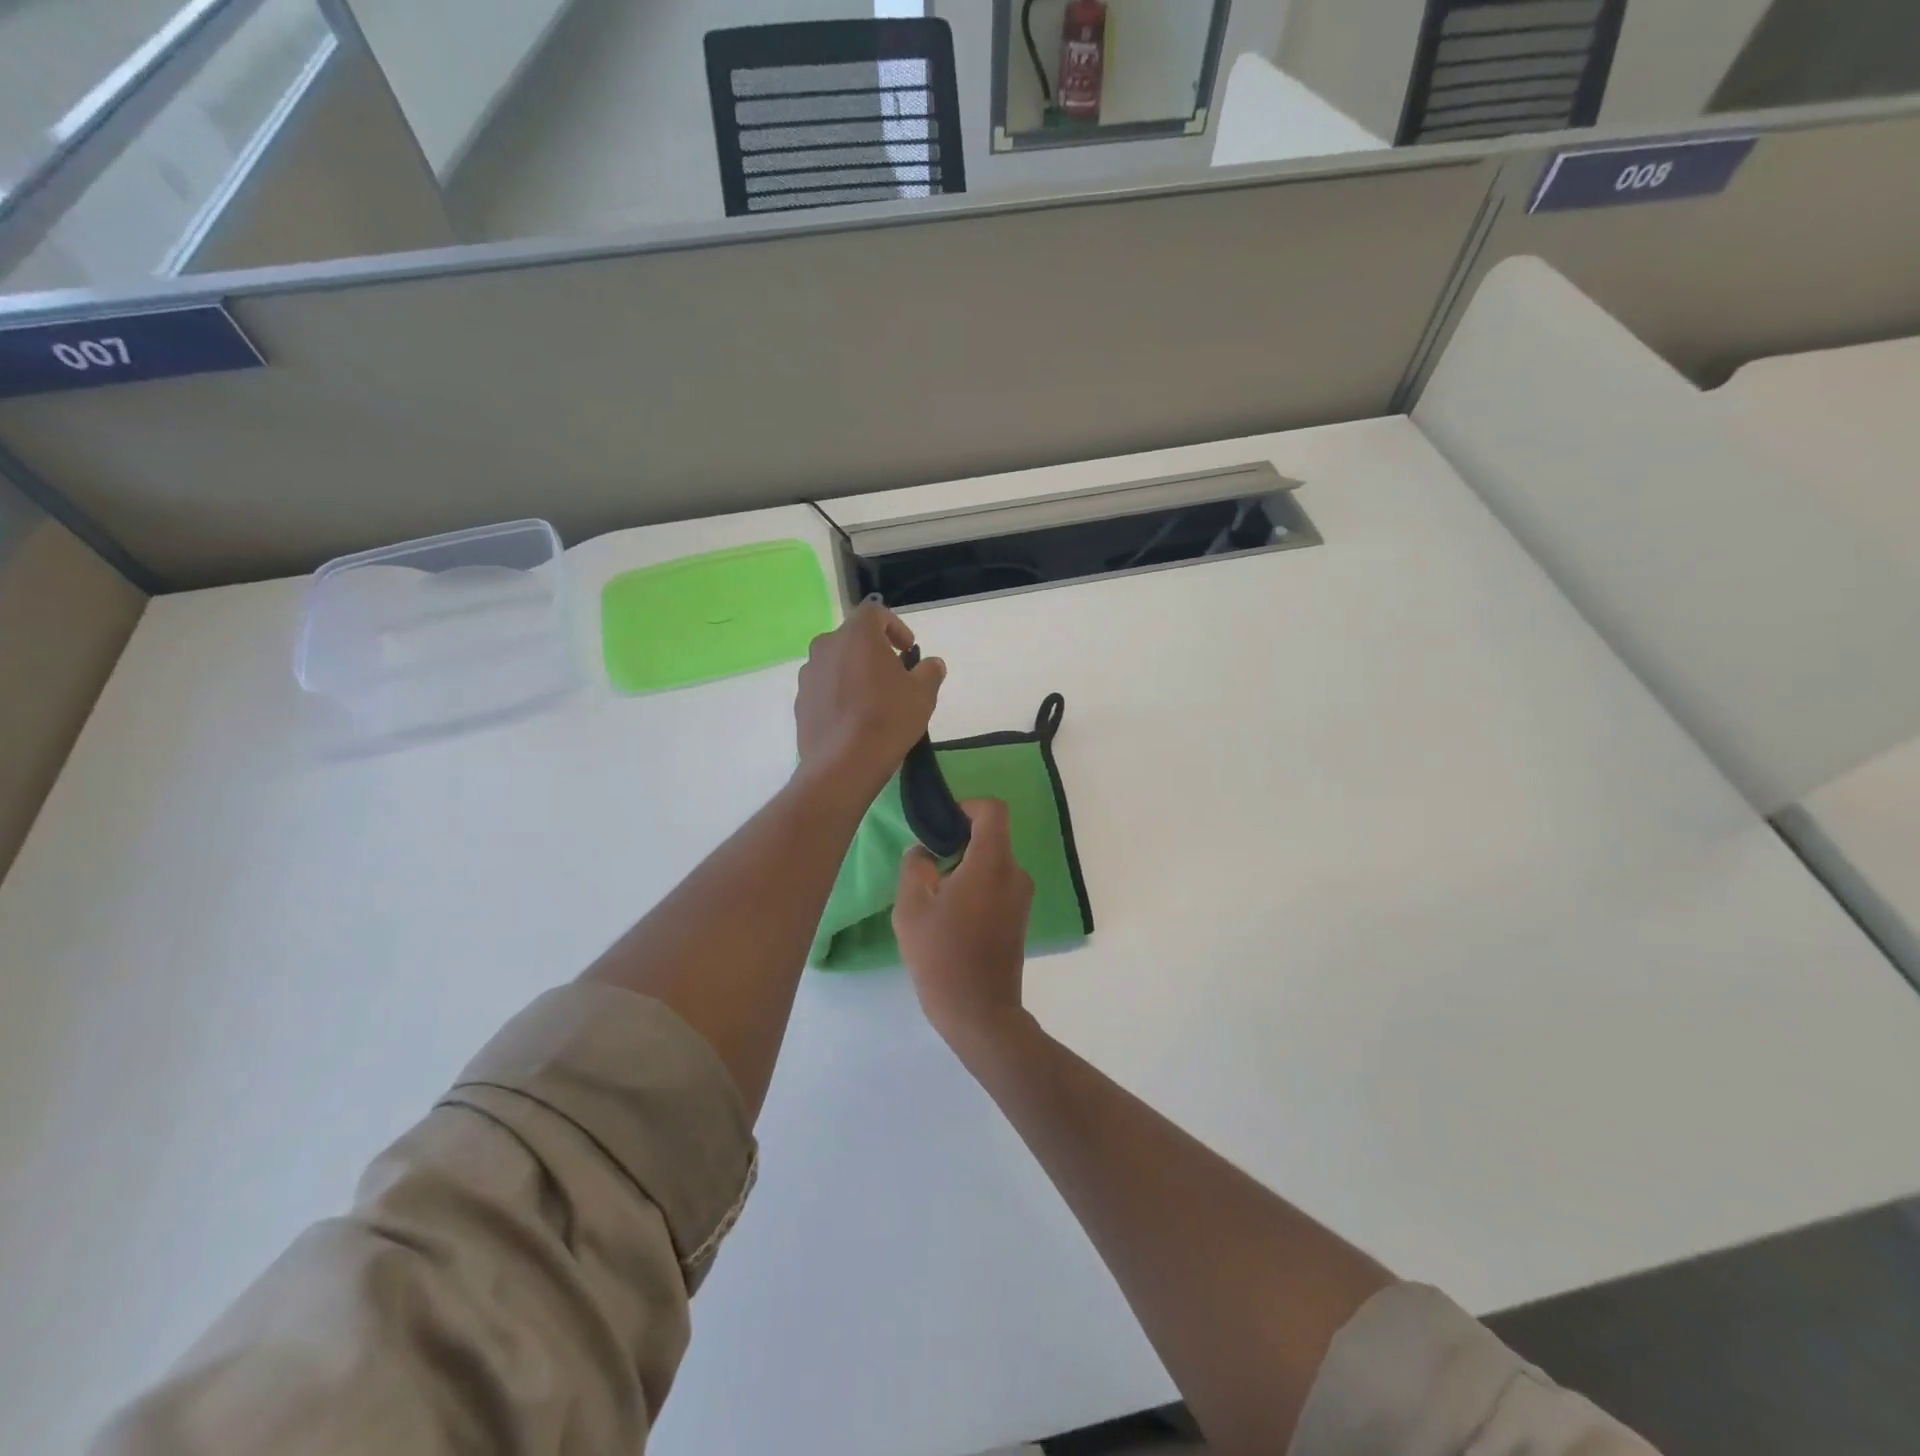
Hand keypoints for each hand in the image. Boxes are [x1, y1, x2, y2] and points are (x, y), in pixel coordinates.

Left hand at [795, 600, 944, 802]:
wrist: (843, 765)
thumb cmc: (888, 720)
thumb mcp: (923, 695)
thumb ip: (929, 672)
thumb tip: (932, 664)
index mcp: (856, 635)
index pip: (875, 612)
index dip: (895, 626)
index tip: (908, 650)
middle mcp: (826, 646)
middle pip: (853, 637)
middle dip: (875, 651)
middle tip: (895, 675)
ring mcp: (809, 674)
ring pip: (837, 662)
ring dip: (856, 672)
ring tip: (874, 699)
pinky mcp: (800, 701)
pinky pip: (825, 687)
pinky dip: (840, 693)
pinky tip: (855, 719)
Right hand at [895, 799, 1034, 1052]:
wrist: (979, 1012)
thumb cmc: (941, 955)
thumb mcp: (911, 908)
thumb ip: (915, 867)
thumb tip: (923, 852)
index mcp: (992, 863)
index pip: (992, 810)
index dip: (967, 806)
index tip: (941, 825)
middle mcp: (1015, 873)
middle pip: (991, 837)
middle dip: (959, 843)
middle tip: (927, 867)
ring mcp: (1022, 898)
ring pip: (993, 863)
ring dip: (966, 868)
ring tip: (936, 898)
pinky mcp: (1020, 918)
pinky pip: (998, 885)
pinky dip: (977, 887)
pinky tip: (952, 917)